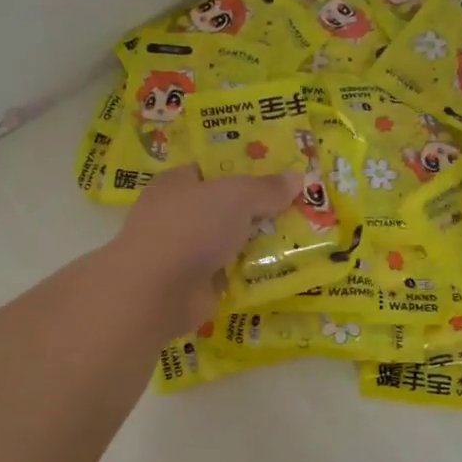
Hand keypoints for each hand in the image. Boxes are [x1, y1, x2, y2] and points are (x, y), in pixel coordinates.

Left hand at [108, 164, 300, 337]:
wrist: (157, 291)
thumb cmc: (191, 228)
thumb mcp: (236, 196)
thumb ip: (267, 188)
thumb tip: (299, 178)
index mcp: (178, 183)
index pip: (213, 171)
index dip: (245, 170)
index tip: (280, 175)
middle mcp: (179, 215)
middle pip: (227, 208)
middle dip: (260, 210)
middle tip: (302, 208)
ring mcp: (186, 253)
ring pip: (232, 243)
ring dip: (260, 245)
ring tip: (304, 239)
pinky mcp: (197, 285)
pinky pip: (233, 274)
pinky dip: (254, 275)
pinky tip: (286, 271)